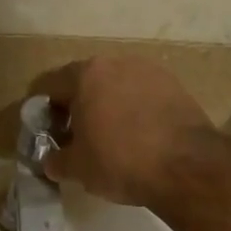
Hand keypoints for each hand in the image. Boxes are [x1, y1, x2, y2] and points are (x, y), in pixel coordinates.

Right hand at [32, 56, 215, 207]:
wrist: (186, 166)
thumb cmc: (120, 161)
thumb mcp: (77, 168)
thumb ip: (56, 160)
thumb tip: (52, 161)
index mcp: (86, 74)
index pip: (51, 86)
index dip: (44, 111)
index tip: (47, 133)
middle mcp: (117, 62)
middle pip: (86, 82)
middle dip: (77, 107)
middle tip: (76, 137)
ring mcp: (150, 71)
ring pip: (117, 87)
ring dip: (108, 107)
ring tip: (109, 138)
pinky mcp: (176, 86)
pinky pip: (143, 96)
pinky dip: (135, 111)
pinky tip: (138, 138)